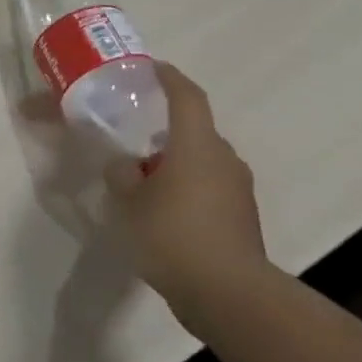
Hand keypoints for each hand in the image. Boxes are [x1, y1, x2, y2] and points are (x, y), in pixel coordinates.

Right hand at [105, 61, 272, 323]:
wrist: (228, 294)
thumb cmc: (172, 235)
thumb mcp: (128, 202)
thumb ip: (122, 175)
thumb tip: (125, 166)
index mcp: (196, 145)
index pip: (187, 96)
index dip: (169, 77)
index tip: (151, 68)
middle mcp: (223, 159)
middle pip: (192, 130)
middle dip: (163, 128)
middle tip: (131, 135)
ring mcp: (236, 189)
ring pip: (199, 161)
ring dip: (172, 162)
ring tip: (139, 178)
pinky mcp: (239, 217)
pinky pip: (206, 188)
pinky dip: (183, 187)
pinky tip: (159, 209)